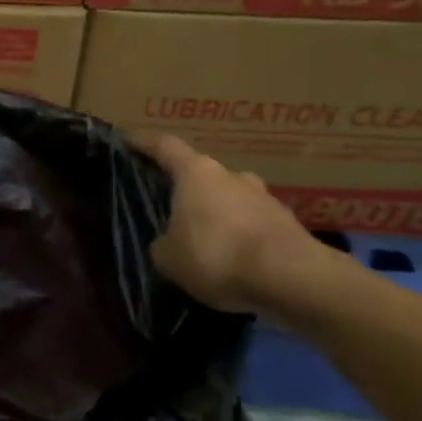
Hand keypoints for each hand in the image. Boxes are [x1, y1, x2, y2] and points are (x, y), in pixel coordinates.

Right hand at [138, 133, 328, 314]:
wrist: (293, 280)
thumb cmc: (217, 255)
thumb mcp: (168, 256)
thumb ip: (163, 242)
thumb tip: (170, 241)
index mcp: (196, 172)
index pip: (164, 147)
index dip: (144, 143)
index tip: (129, 140)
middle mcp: (232, 176)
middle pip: (202, 175)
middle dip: (187, 190)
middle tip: (170, 209)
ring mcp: (265, 198)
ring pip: (231, 201)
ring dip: (217, 215)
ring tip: (204, 241)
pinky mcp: (289, 225)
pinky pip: (253, 226)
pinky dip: (241, 238)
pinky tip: (233, 262)